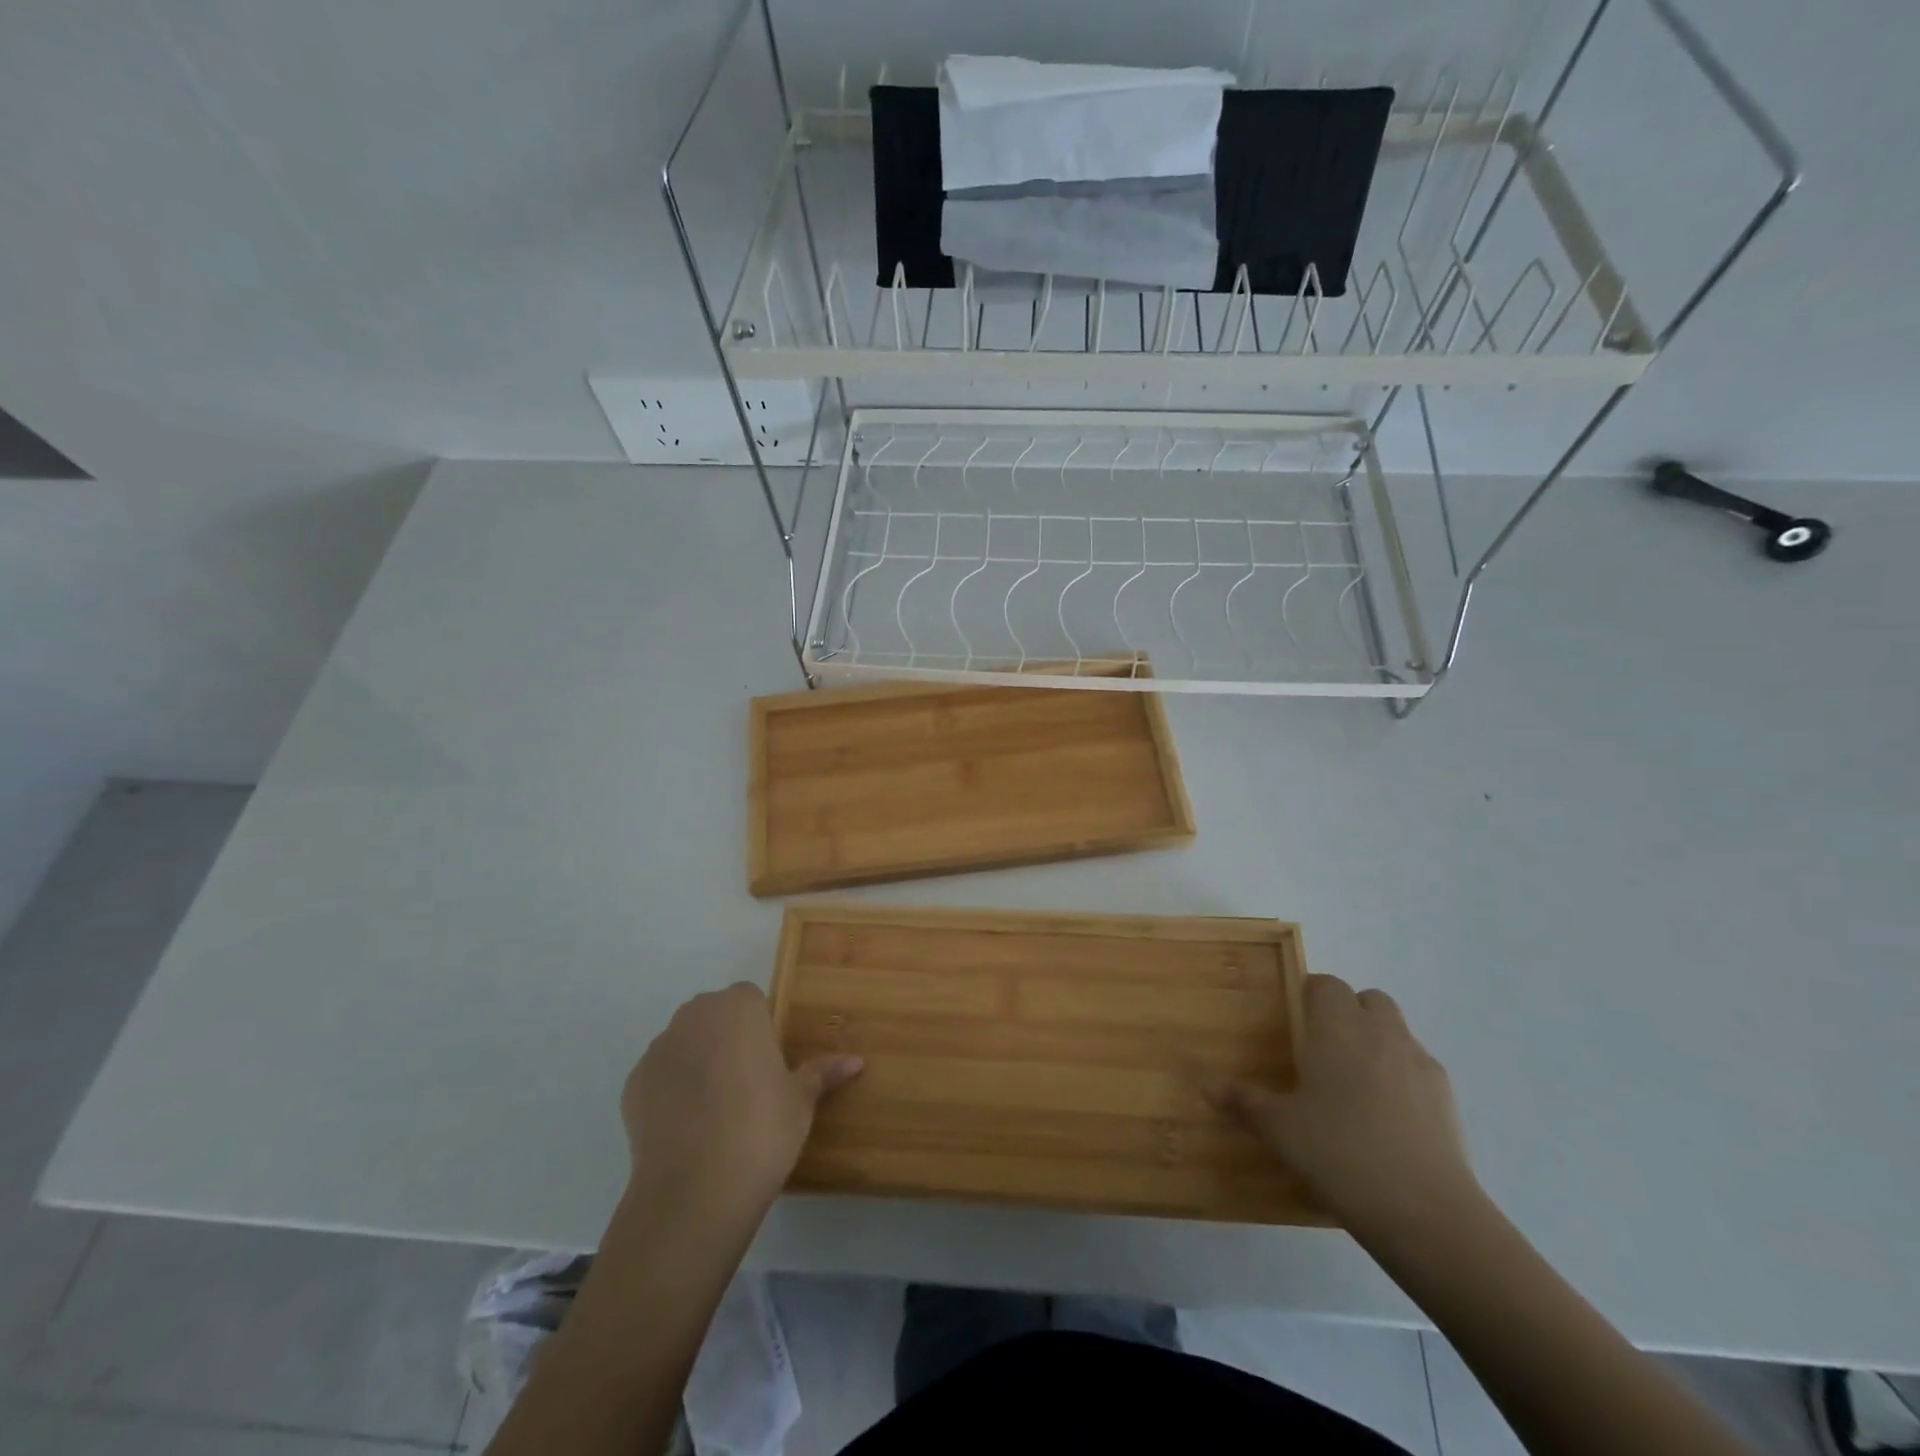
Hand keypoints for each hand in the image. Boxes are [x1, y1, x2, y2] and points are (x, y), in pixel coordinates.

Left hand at [621, 983, 862, 1222]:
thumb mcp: (802, 1100)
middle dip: (728, 1040)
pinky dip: (671, 1092)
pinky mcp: (633, 1083)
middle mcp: (695, 1015)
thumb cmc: (762, 1129)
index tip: (770, 1064)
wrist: (695, 1190)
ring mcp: (659, 1048)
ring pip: (685, 1044)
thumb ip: (823, 1072)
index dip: (761, 1029)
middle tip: (748, 1085)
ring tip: (715, 1111)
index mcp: (739, 1007)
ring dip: (698, 1063)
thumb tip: (857, 1061)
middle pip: (714, 1016)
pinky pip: (661, 1076)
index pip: (751, 1000)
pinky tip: (687, 1128)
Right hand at [1203, 974, 1480, 1241]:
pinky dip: (1403, 1076)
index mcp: (1336, 1028)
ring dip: (1378, 1041)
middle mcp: (1379, 1032)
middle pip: (1368, 999)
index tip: (1296, 1023)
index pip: (1325, 985)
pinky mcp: (1447, 1096)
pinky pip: (1418, 1067)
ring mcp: (1418, 1062)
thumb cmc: (1338, 1152)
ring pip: (1397, 1030)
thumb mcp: (1280, 1129)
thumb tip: (1206, 1087)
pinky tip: (1389, 1117)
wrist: (1423, 1209)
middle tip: (1325, 1050)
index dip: (1311, 997)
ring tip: (1356, 1085)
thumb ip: (1244, 1102)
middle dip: (1349, 1013)